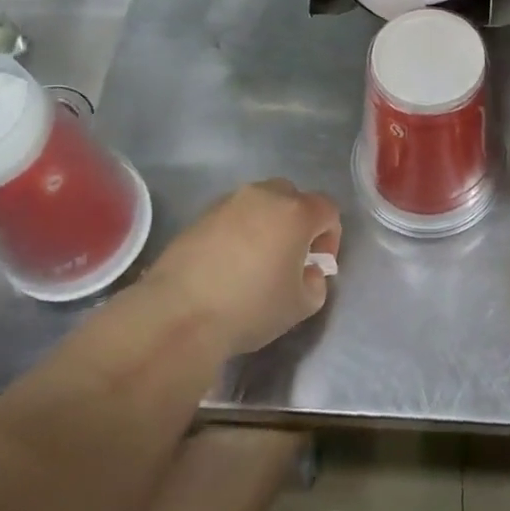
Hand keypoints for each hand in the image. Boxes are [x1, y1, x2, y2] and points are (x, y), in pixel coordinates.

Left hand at [144, 179, 341, 354]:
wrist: (179, 314)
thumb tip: (308, 272)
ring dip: (266, 224)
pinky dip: (237, 231)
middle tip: (290, 257)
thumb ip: (316, 283)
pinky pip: (232, 216)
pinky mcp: (200, 215)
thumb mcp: (300, 306)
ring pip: (260, 203)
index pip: (327, 209)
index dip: (330, 236)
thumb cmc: (250, 308)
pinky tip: (227, 264)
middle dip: (298, 222)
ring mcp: (229, 202)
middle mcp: (264, 196)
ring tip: (256, 261)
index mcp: (296, 213)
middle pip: (293, 197)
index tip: (317, 264)